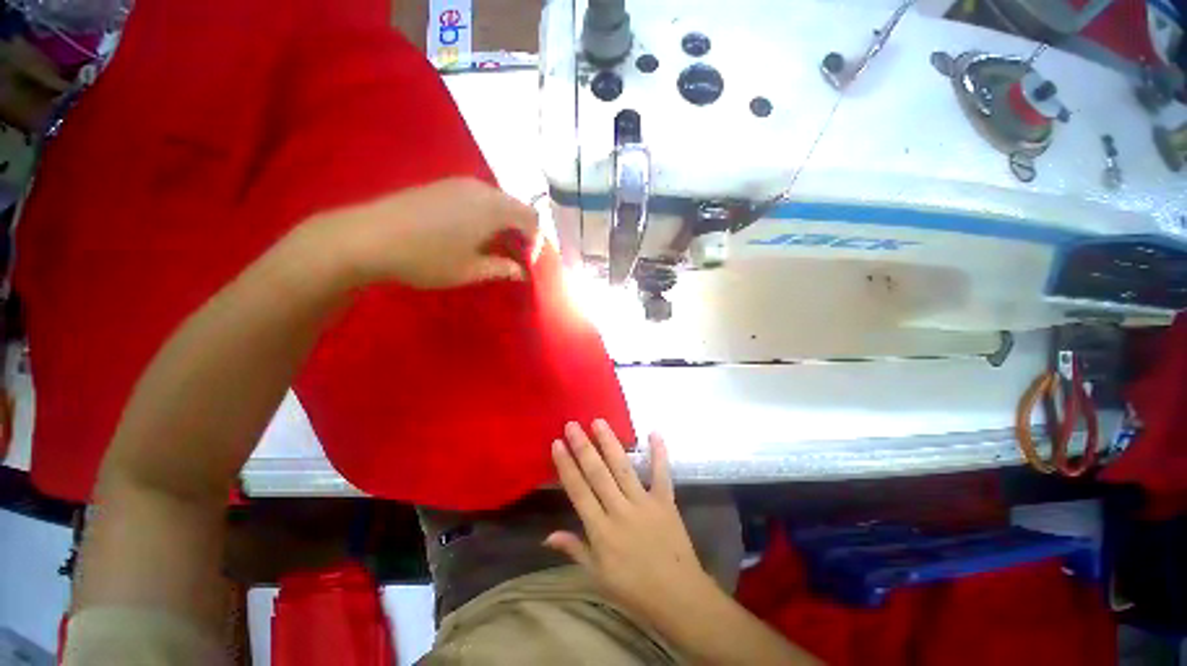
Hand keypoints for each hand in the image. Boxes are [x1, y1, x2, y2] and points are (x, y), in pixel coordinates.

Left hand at [311, 177, 537, 288]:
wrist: (367, 237)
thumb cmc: (427, 258)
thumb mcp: (470, 271)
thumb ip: (502, 269)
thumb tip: (522, 273)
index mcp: (494, 208)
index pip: (531, 218)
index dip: (536, 242)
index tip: (526, 263)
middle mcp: (481, 189)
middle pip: (516, 207)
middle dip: (521, 232)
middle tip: (513, 257)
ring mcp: (459, 183)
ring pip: (497, 201)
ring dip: (503, 224)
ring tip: (493, 247)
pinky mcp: (441, 185)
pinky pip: (477, 197)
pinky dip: (486, 215)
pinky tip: (471, 234)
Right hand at [545, 420, 717, 622]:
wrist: (678, 598)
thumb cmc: (634, 590)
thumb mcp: (598, 575)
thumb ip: (575, 549)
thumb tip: (547, 535)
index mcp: (601, 531)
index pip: (579, 492)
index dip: (567, 466)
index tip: (557, 444)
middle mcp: (620, 511)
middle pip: (598, 474)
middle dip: (583, 447)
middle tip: (573, 424)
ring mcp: (644, 504)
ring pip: (623, 468)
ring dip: (610, 443)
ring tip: (599, 422)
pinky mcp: (665, 502)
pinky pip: (661, 474)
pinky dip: (659, 453)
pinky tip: (654, 433)